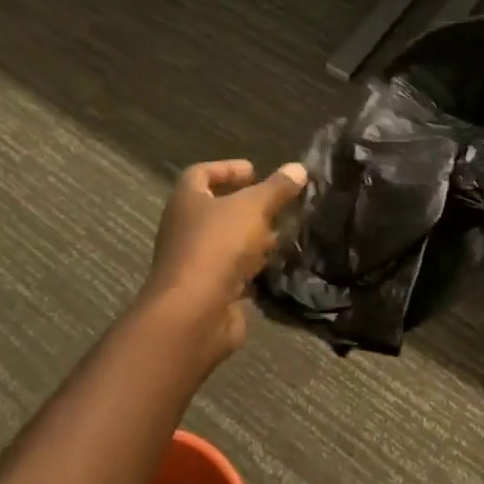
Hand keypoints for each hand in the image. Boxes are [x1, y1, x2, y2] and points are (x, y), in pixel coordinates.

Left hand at [144, 160, 307, 359]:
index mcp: (186, 201)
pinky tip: (279, 264)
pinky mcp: (209, 292)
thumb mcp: (253, 208)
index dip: (227, 168)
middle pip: (216, 209)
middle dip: (248, 205)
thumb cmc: (217, 247)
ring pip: (227, 242)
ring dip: (254, 237)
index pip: (201, 174)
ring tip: (285, 232)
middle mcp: (184, 229)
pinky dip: (254, 267)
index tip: (255, 172)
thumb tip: (299, 168)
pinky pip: (234, 272)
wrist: (193, 315)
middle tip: (278, 203)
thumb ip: (276, 188)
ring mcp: (195, 263)